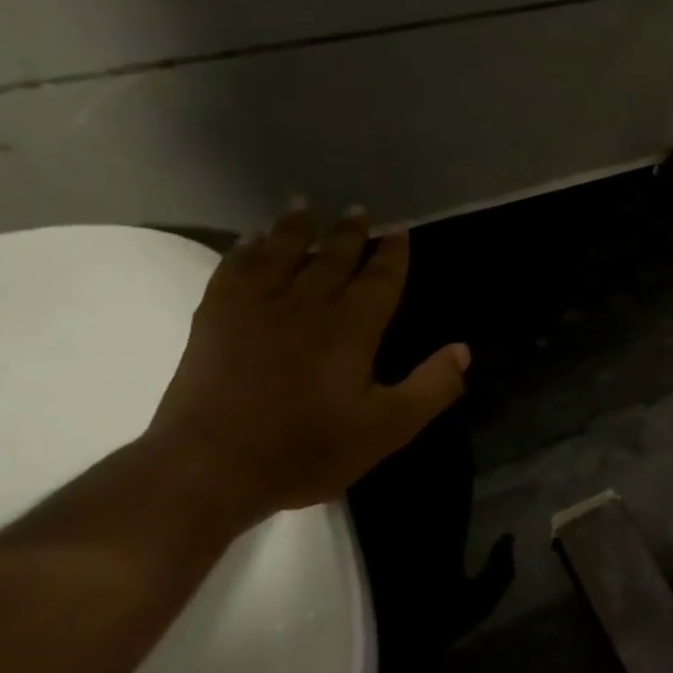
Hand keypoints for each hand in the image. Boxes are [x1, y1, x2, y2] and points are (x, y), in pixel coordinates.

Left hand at [145, 202, 468, 529]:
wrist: (210, 468)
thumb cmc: (308, 448)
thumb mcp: (388, 428)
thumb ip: (432, 387)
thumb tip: (463, 350)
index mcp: (351, 328)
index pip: (380, 279)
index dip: (393, 253)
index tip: (399, 229)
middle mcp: (306, 305)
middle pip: (332, 257)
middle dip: (349, 232)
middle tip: (358, 209)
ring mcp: (255, 309)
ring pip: (280, 254)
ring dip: (295, 228)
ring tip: (303, 204)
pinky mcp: (214, 321)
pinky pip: (232, 271)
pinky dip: (243, 251)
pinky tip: (250, 241)